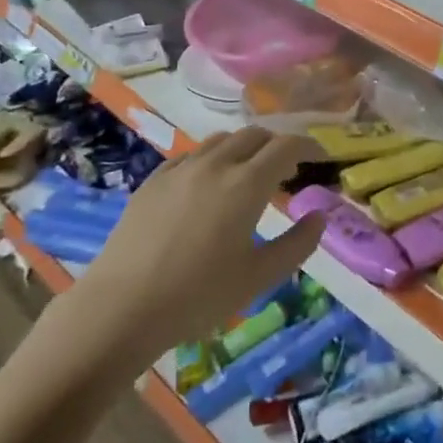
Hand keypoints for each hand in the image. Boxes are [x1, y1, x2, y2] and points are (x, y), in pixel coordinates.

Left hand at [34, 129, 326, 389]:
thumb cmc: (198, 296)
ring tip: (248, 172)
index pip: (287, 145)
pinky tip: (207, 183)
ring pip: (221, 140)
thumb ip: (297, 244)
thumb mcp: (259, 277)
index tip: (321, 156)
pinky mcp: (153, 181)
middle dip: (277, 144)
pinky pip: (191, 155)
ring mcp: (180, 169)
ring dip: (244, 147)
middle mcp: (216, 164)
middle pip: (255, 134)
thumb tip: (318, 217)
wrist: (121, 308)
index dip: (309, 145)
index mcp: (247, 184)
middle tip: (287, 168)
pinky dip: (211, 158)